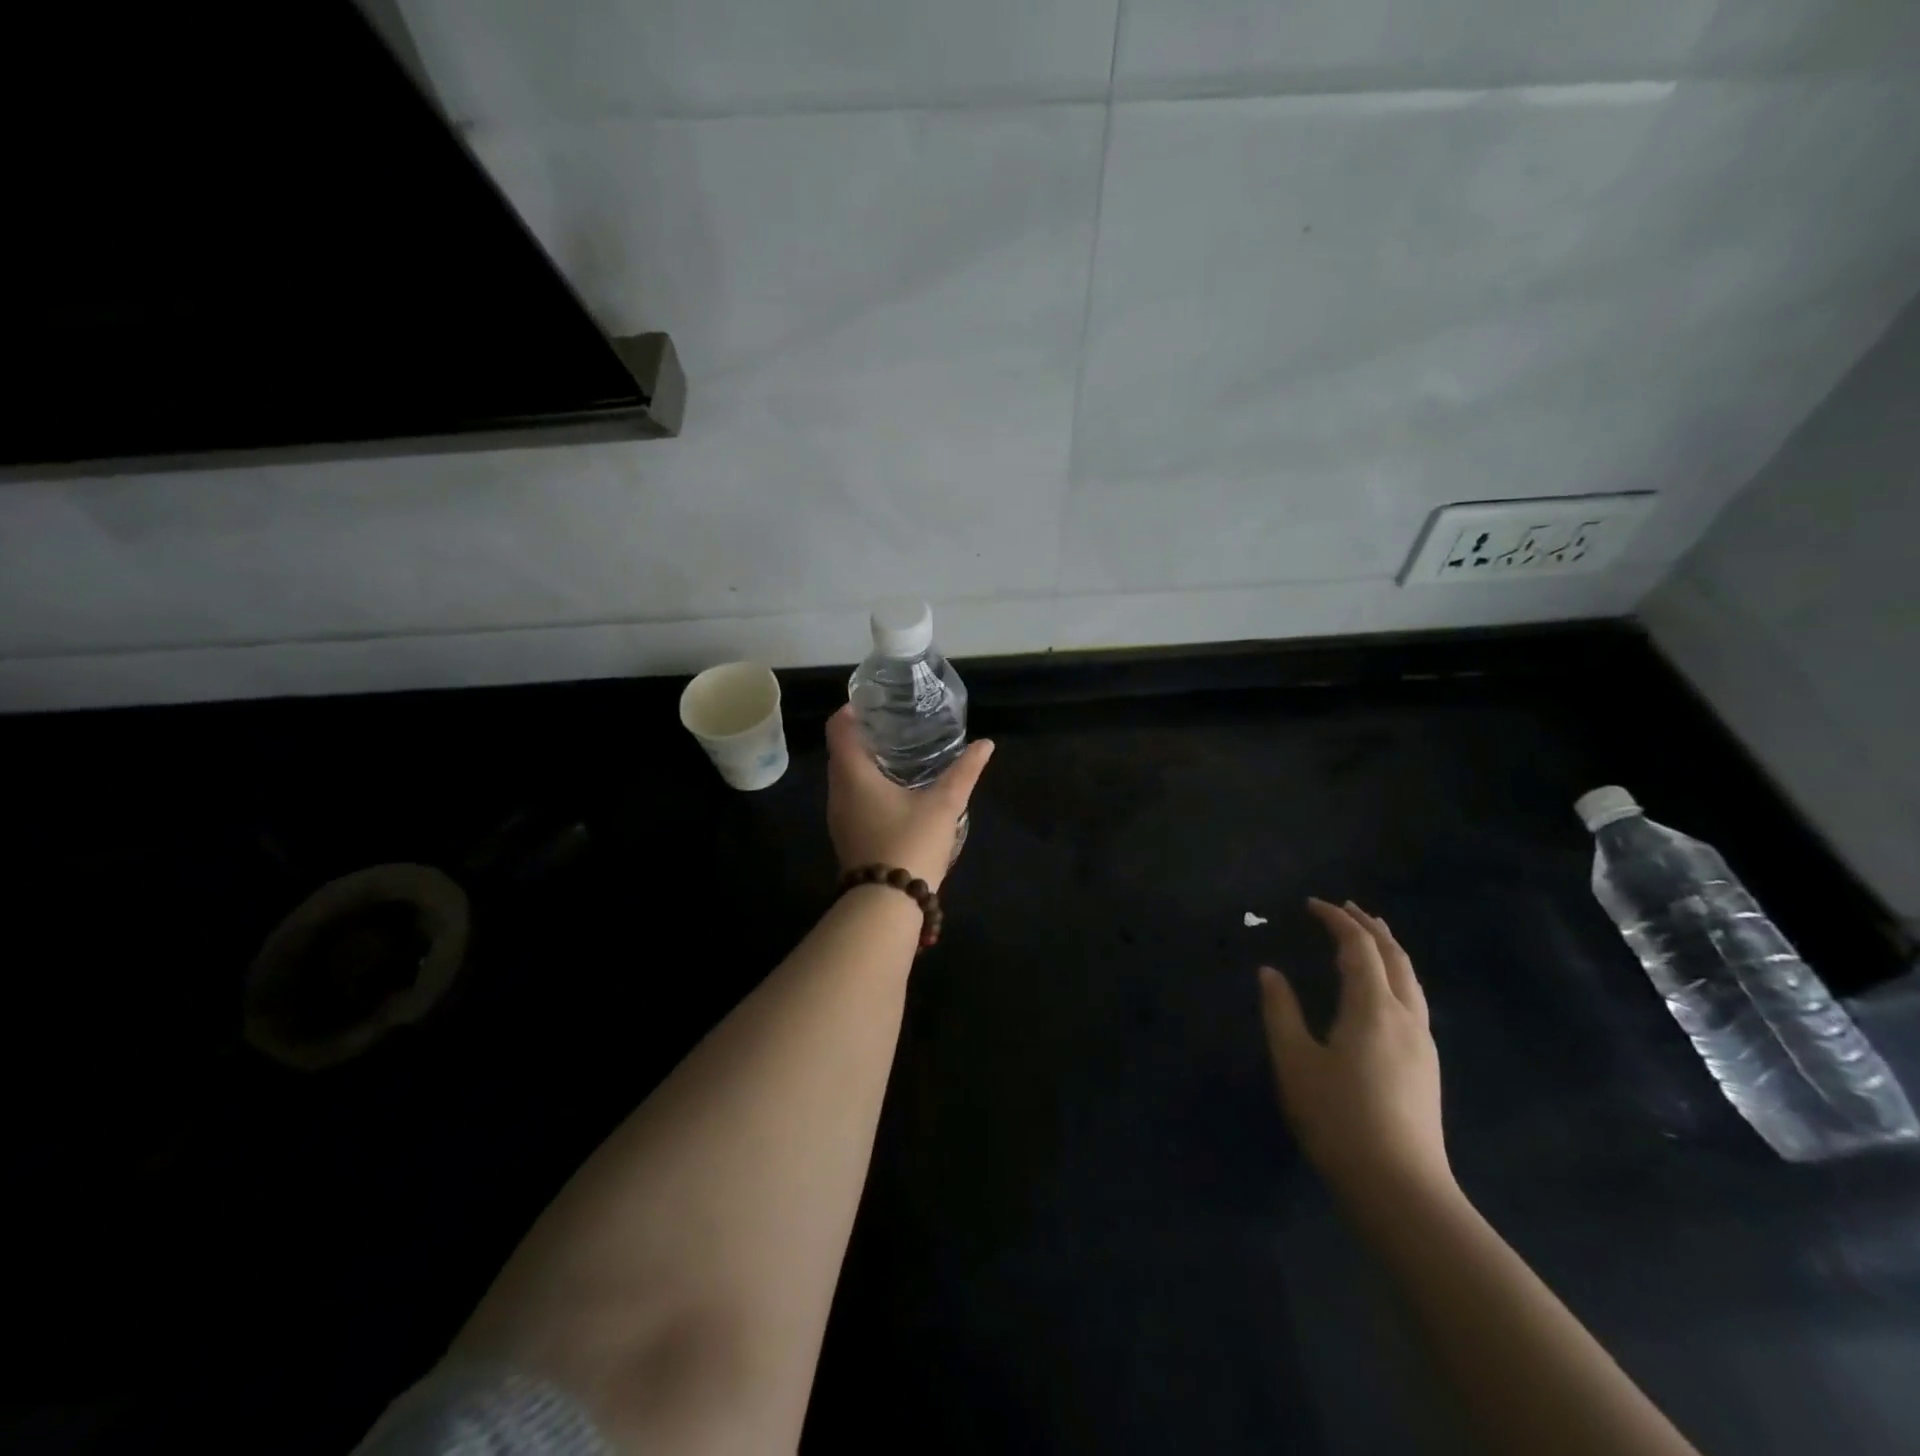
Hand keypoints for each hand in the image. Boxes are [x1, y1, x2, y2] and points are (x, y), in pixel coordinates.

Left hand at [825, 706, 993, 892]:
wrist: (887, 904)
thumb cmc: (911, 843)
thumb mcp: (943, 805)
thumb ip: (964, 772)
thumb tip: (986, 745)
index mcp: (853, 774)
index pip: (838, 728)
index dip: (852, 710)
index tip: (875, 703)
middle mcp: (837, 792)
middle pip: (841, 752)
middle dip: (864, 736)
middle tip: (895, 726)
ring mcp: (838, 818)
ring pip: (846, 778)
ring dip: (865, 764)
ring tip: (898, 755)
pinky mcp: (847, 837)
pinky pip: (851, 799)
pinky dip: (867, 787)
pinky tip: (895, 793)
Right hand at [1259, 898, 1453, 1211]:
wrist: (1400, 1189)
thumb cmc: (1338, 1118)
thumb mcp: (1295, 1061)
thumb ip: (1281, 1010)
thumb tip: (1270, 972)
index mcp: (1374, 1008)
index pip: (1359, 948)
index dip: (1337, 920)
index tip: (1312, 904)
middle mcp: (1406, 1017)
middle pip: (1395, 957)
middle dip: (1371, 927)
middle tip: (1346, 908)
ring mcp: (1423, 1043)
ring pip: (1411, 979)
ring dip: (1389, 950)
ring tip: (1369, 936)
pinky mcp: (1427, 1066)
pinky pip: (1415, 1000)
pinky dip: (1396, 975)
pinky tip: (1383, 990)